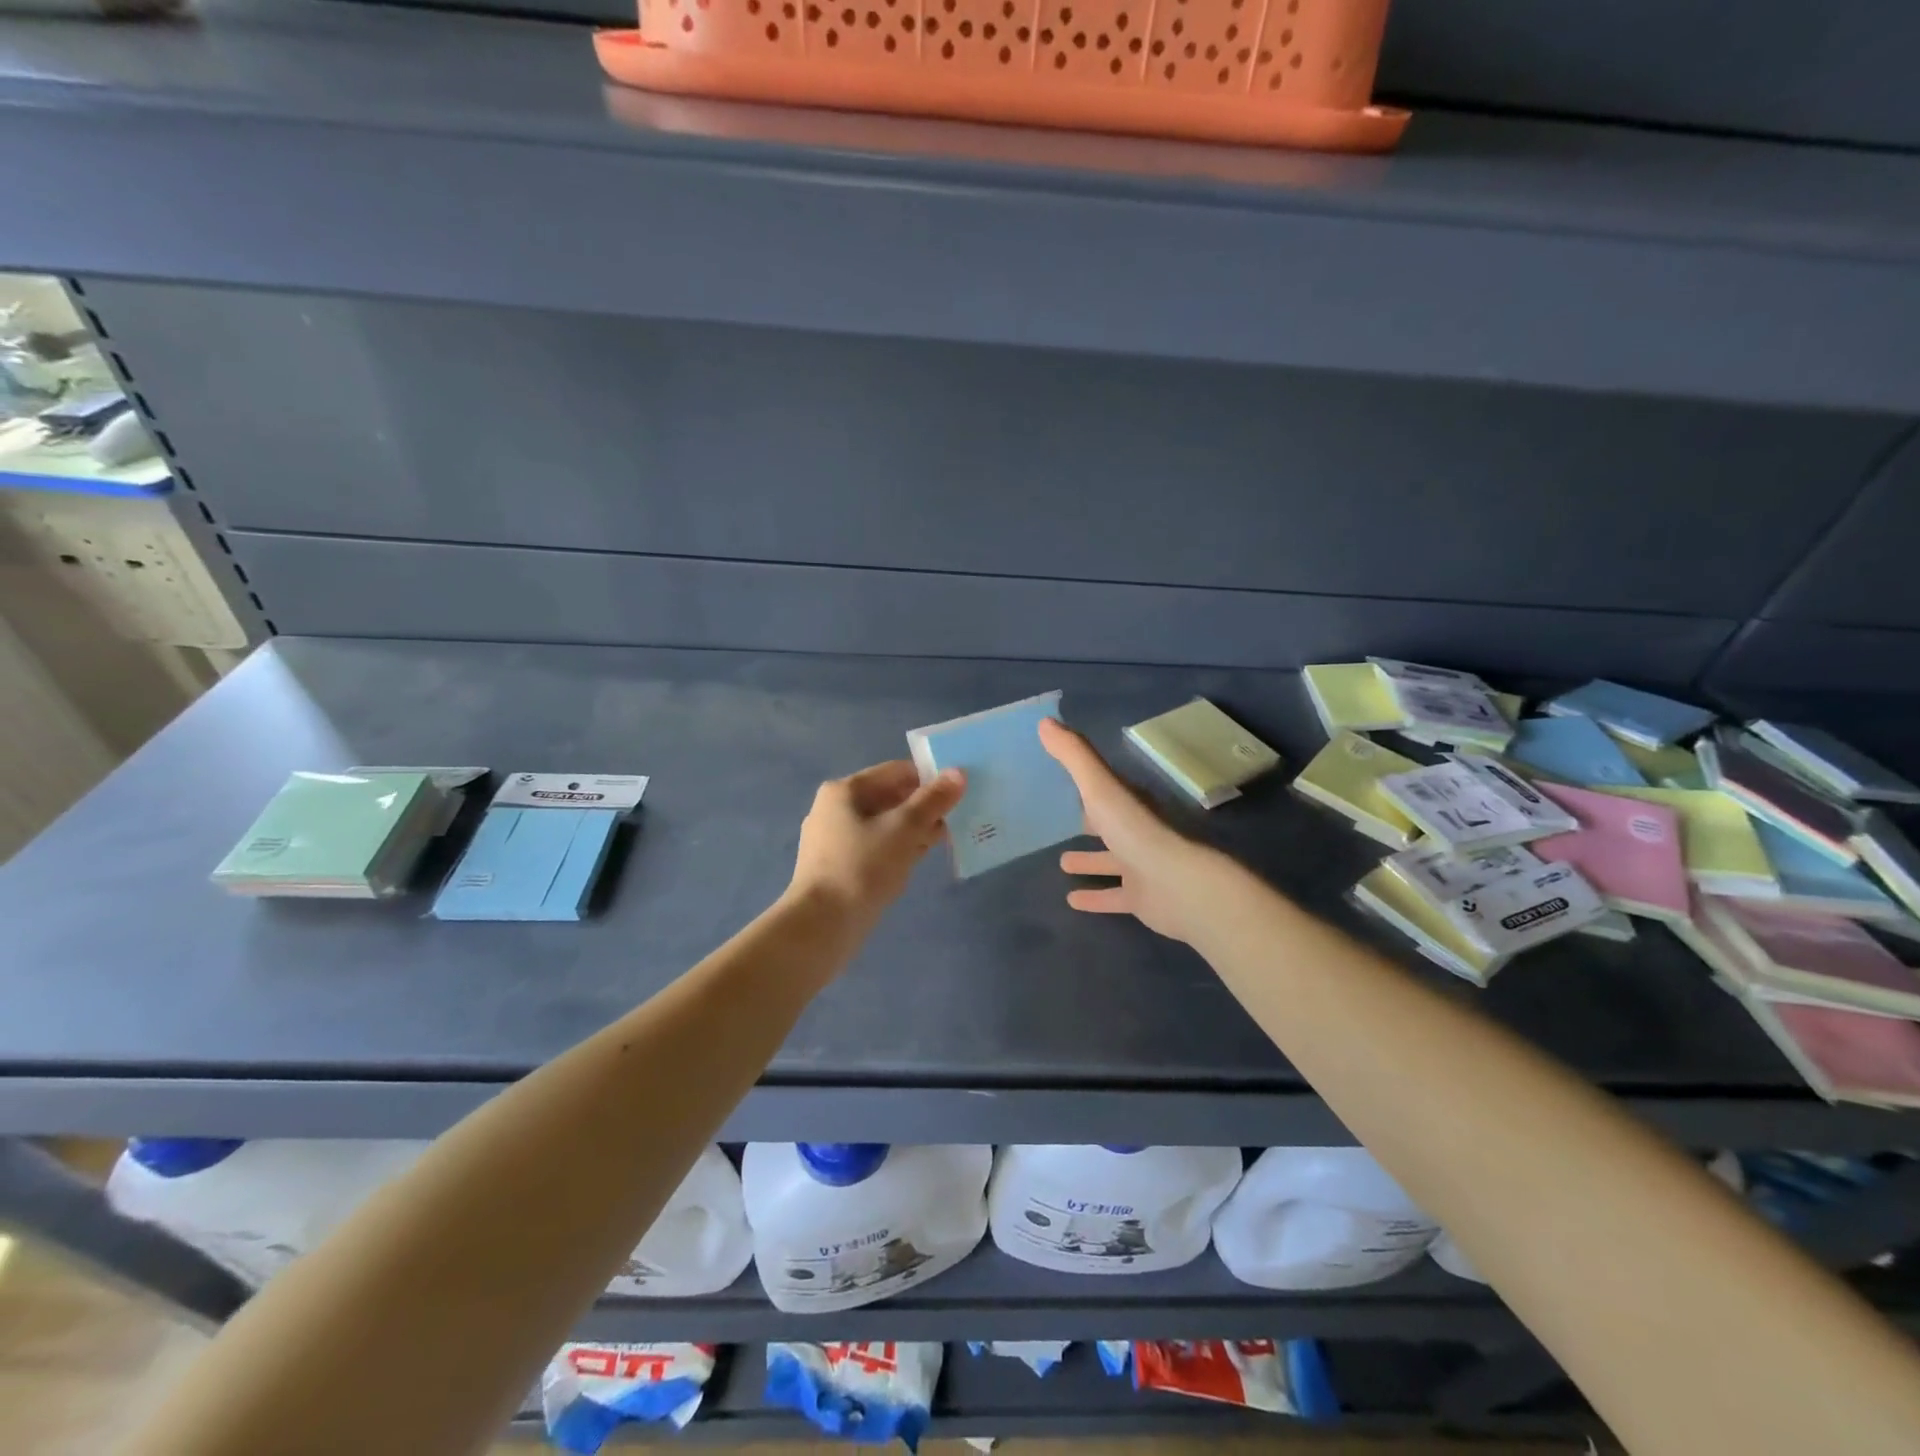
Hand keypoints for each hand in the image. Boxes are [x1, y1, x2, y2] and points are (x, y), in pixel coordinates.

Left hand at [788, 760, 966, 926]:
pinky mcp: (840, 867)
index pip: (896, 772)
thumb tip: (958, 773)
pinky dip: (900, 849)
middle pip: (890, 797)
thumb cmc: (862, 868)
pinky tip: (922, 858)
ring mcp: (836, 840)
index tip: (960, 791)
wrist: (821, 926)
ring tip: (948, 838)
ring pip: (885, 825)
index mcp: (844, 791)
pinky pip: (877, 848)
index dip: (929, 778)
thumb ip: (932, 800)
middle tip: (960, 816)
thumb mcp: (903, 829)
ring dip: (915, 829)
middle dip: (925, 806)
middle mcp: (835, 810)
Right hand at [1040, 718, 1213, 942]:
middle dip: (1086, 823)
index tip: (1058, 782)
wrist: (1179, 886)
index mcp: (1129, 803)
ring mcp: (1140, 866)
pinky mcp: (1140, 898)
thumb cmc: (1136, 831)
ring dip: (1089, 861)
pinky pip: (1113, 896)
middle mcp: (1136, 832)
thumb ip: (1074, 756)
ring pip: (1110, 861)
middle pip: (1108, 825)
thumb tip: (1044, 722)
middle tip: (1057, 824)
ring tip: (1061, 862)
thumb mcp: (1100, 787)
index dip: (1085, 785)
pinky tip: (1070, 900)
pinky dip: (1094, 897)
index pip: (1104, 790)